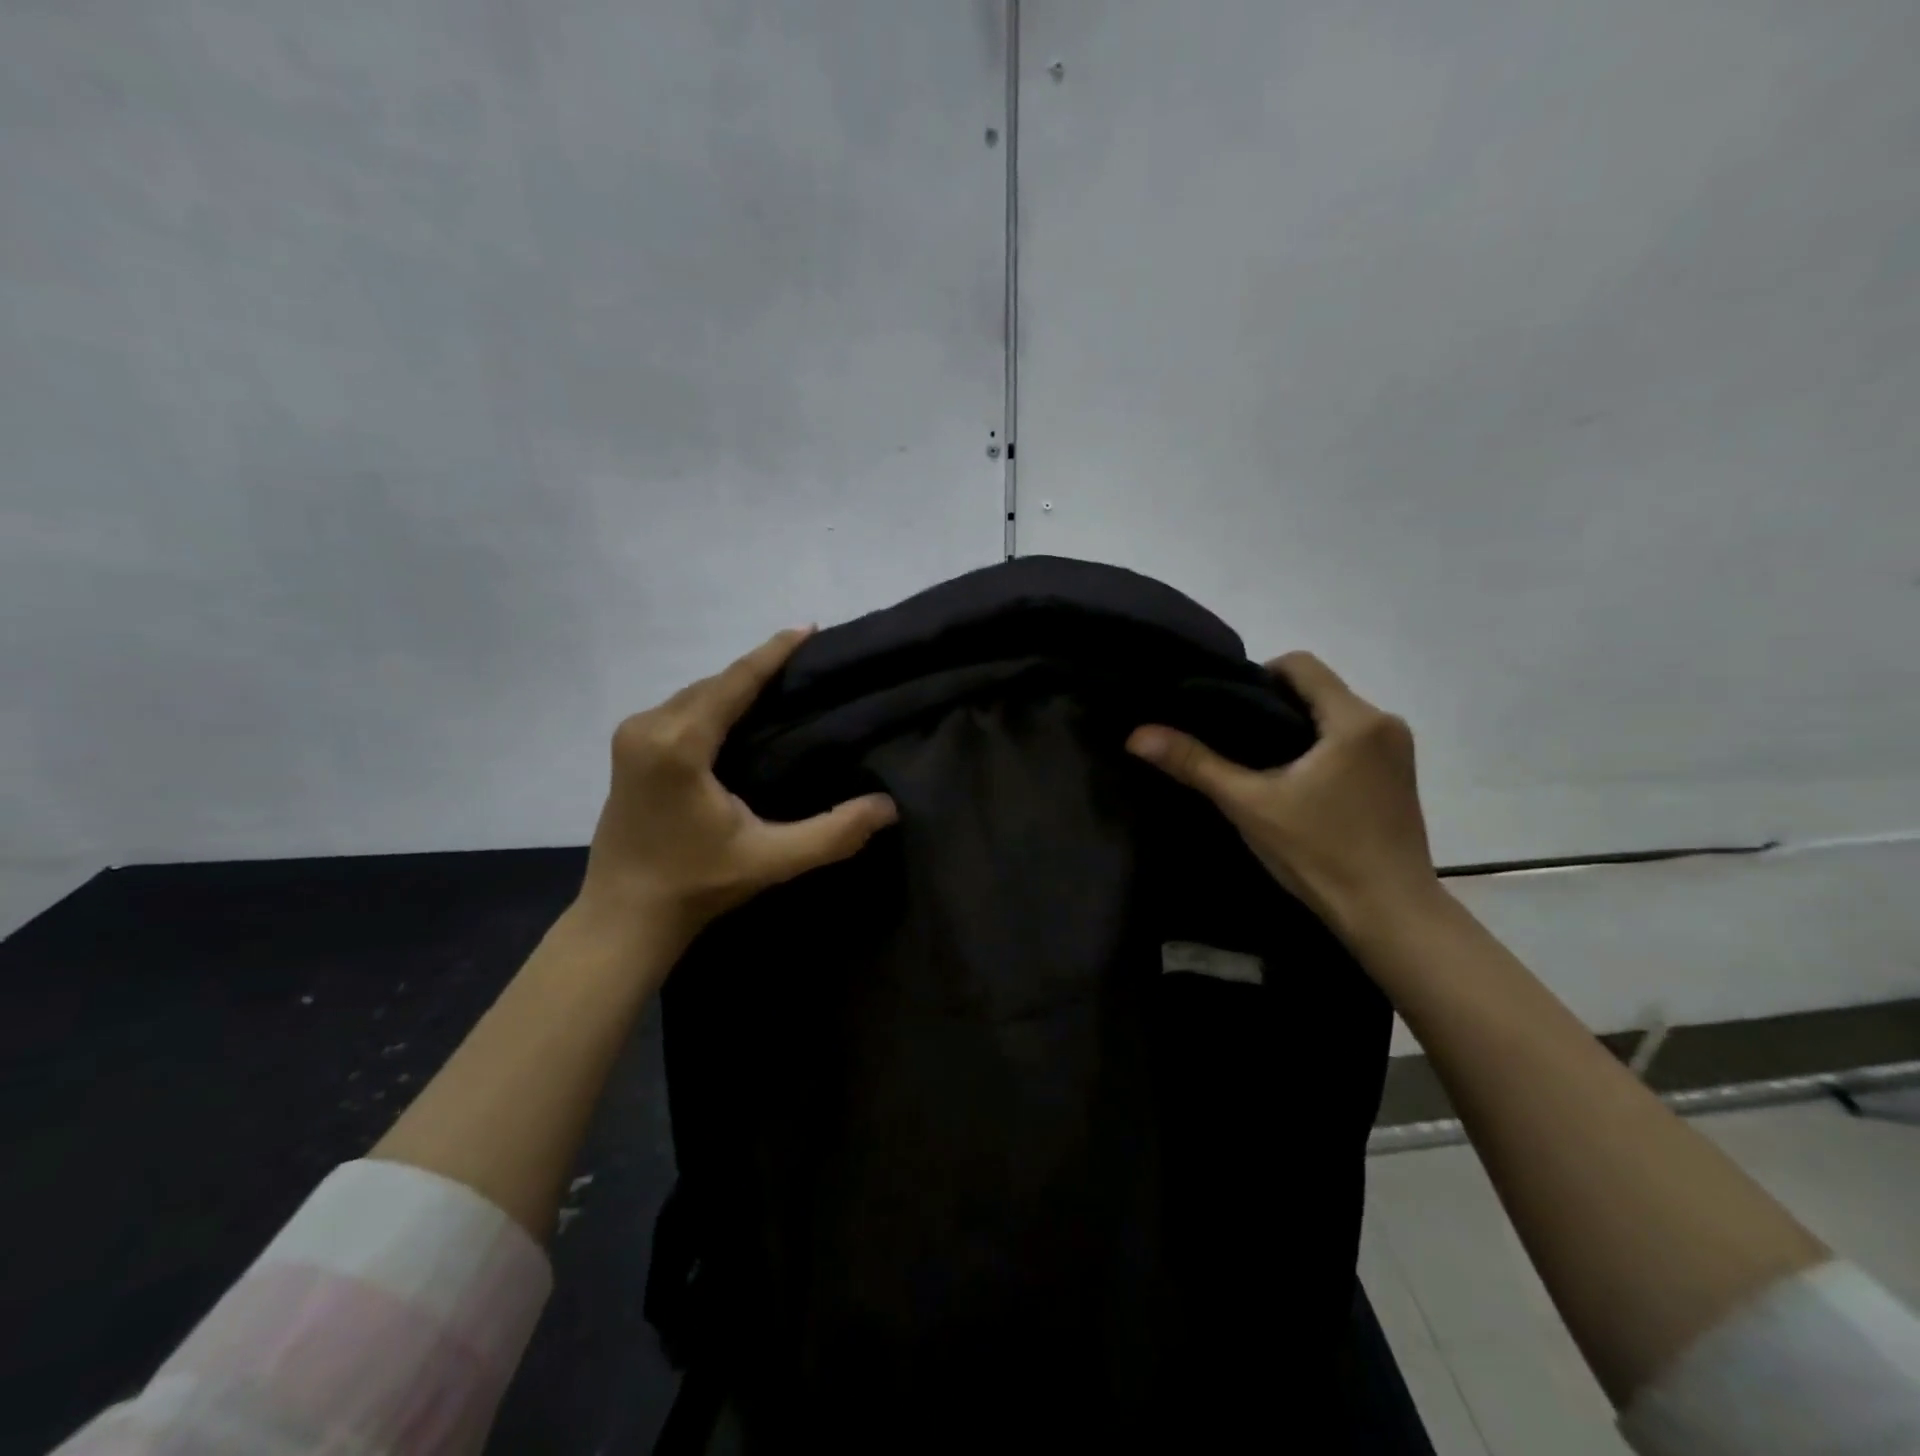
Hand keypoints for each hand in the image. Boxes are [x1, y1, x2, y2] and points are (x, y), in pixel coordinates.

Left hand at [576, 627, 897, 957]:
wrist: (625, 917)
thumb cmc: (697, 885)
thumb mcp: (772, 860)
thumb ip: (833, 833)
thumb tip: (888, 806)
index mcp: (678, 744)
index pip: (735, 682)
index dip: (774, 652)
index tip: (809, 627)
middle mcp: (648, 726)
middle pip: (714, 683)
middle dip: (759, 669)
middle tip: (808, 666)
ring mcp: (631, 735)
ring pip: (696, 694)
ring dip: (736, 687)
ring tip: (783, 686)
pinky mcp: (627, 749)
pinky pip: (681, 708)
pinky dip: (714, 703)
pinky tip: (741, 713)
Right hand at [1126, 652, 1437, 933]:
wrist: (1390, 914)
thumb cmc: (1320, 853)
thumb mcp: (1248, 805)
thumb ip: (1195, 764)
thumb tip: (1137, 735)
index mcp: (1354, 720)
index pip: (1299, 664)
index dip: (1256, 676)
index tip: (1227, 709)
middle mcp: (1385, 723)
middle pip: (1317, 689)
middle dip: (1273, 705)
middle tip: (1233, 739)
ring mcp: (1398, 751)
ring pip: (1333, 716)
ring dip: (1296, 728)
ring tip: (1258, 762)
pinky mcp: (1400, 776)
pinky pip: (1351, 740)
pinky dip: (1319, 748)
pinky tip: (1295, 783)